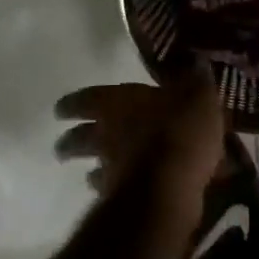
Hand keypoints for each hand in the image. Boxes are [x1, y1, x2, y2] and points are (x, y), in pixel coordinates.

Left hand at [54, 64, 225, 213]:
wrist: (169, 186)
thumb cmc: (179, 130)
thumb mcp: (198, 97)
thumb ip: (196, 81)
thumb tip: (198, 60)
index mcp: (117, 102)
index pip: (86, 98)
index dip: (73, 103)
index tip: (60, 110)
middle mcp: (106, 134)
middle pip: (78, 137)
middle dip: (70, 140)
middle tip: (63, 146)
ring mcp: (111, 168)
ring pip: (92, 167)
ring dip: (90, 169)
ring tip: (90, 174)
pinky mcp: (121, 199)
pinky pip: (111, 192)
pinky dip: (113, 191)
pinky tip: (120, 194)